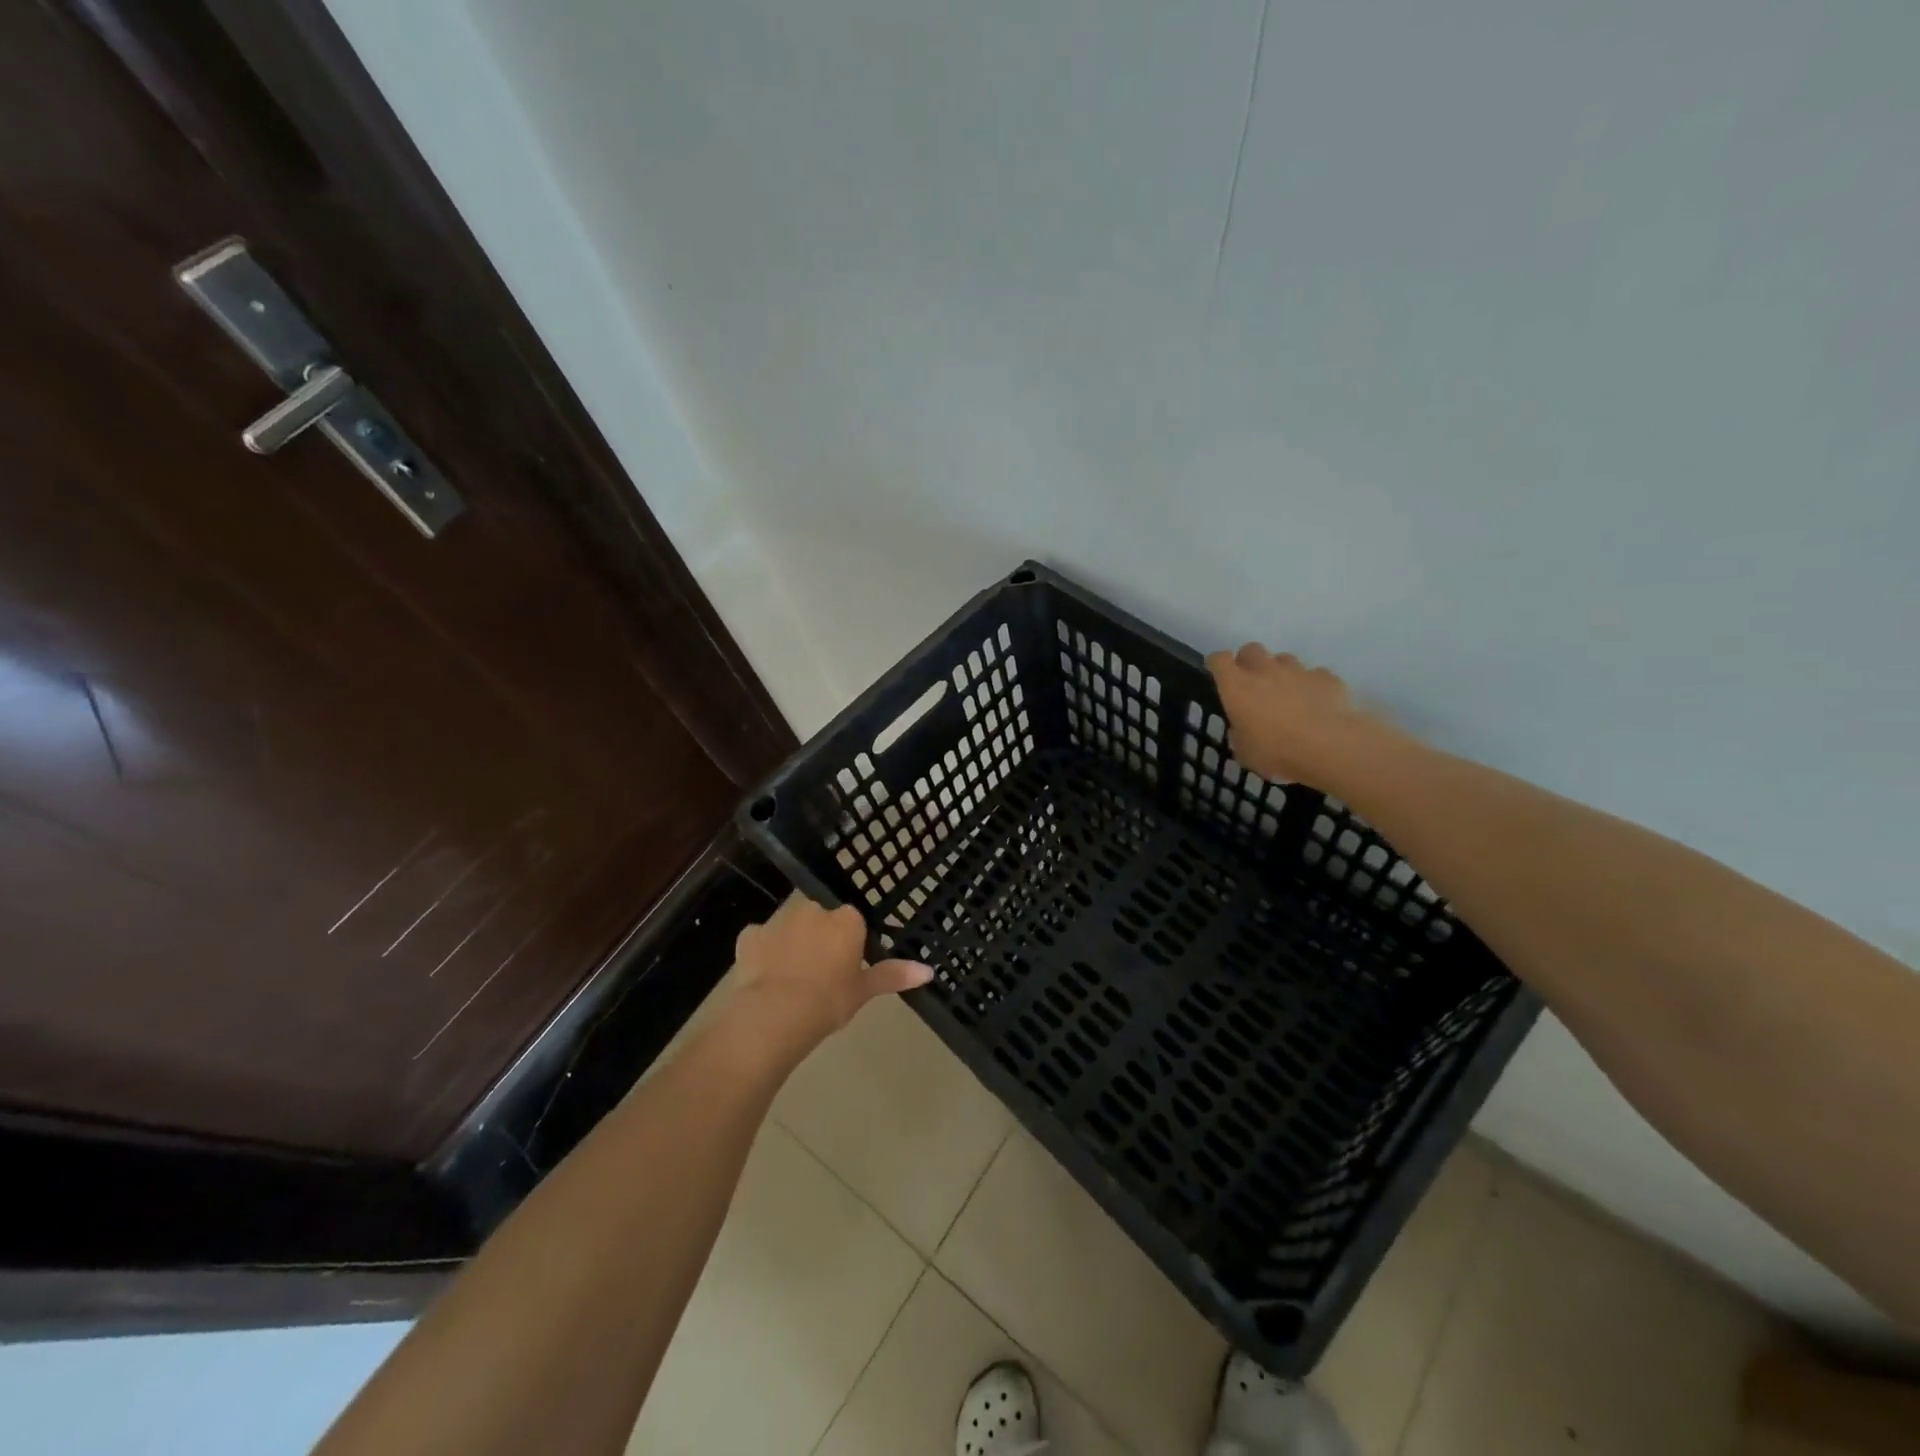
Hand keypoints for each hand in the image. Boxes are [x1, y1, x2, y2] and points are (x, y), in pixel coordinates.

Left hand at [729, 894, 931, 1052]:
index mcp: (845, 920)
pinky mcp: (750, 935)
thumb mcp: (863, 991)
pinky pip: (760, 940)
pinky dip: (762, 953)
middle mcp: (813, 910)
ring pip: (790, 928)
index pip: (852, 922)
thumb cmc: (828, 1001)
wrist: (775, 1014)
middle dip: (819, 940)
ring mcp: (779, 920)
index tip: (845, 968)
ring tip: (790, 981)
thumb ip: (893, 976)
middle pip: (820, 920)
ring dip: (791, 945)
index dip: (849, 944)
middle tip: (820, 975)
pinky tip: (764, 978)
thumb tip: (928, 971)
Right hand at [1205, 644, 1400, 788]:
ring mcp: (1298, 671)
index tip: (1218, 674)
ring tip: (1287, 693)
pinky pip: (1315, 674)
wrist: (1330, 747)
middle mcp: (1265, 671)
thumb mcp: (1245, 752)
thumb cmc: (1277, 752)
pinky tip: (1316, 702)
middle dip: (1249, 661)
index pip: (1219, 660)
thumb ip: (1240, 734)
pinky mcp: (1326, 678)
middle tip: (1252, 682)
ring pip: (1284, 659)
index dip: (1217, 664)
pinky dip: (1312, 684)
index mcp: (1237, 687)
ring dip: (1281, 671)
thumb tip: (1242, 728)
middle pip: (1251, 649)